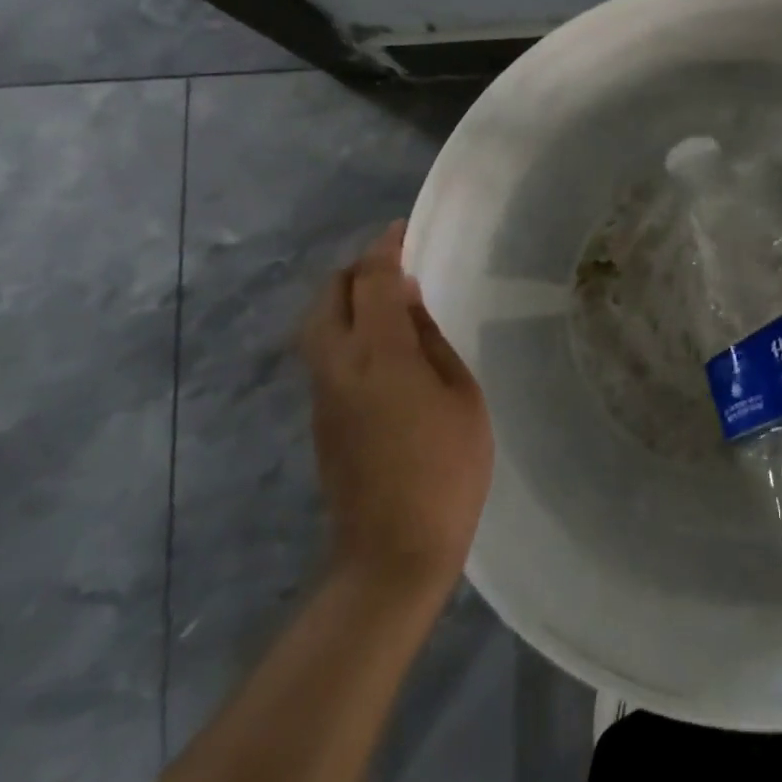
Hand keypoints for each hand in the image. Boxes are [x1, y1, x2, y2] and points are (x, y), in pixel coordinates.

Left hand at [299, 221, 492, 597]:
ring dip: (347, 301)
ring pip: (319, 325)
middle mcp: (337, 364)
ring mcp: (322, 393)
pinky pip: (325, 354)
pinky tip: (382, 347)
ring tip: (389, 302)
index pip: (371, 279)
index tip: (403, 230)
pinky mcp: (319, 419)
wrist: (392, 551)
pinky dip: (345, 332)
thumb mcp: (462, 398)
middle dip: (357, 270)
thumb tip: (407, 306)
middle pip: (329, 295)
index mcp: (378, 353)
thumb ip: (431, 343)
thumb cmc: (446, 470)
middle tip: (395, 267)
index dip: (386, 248)